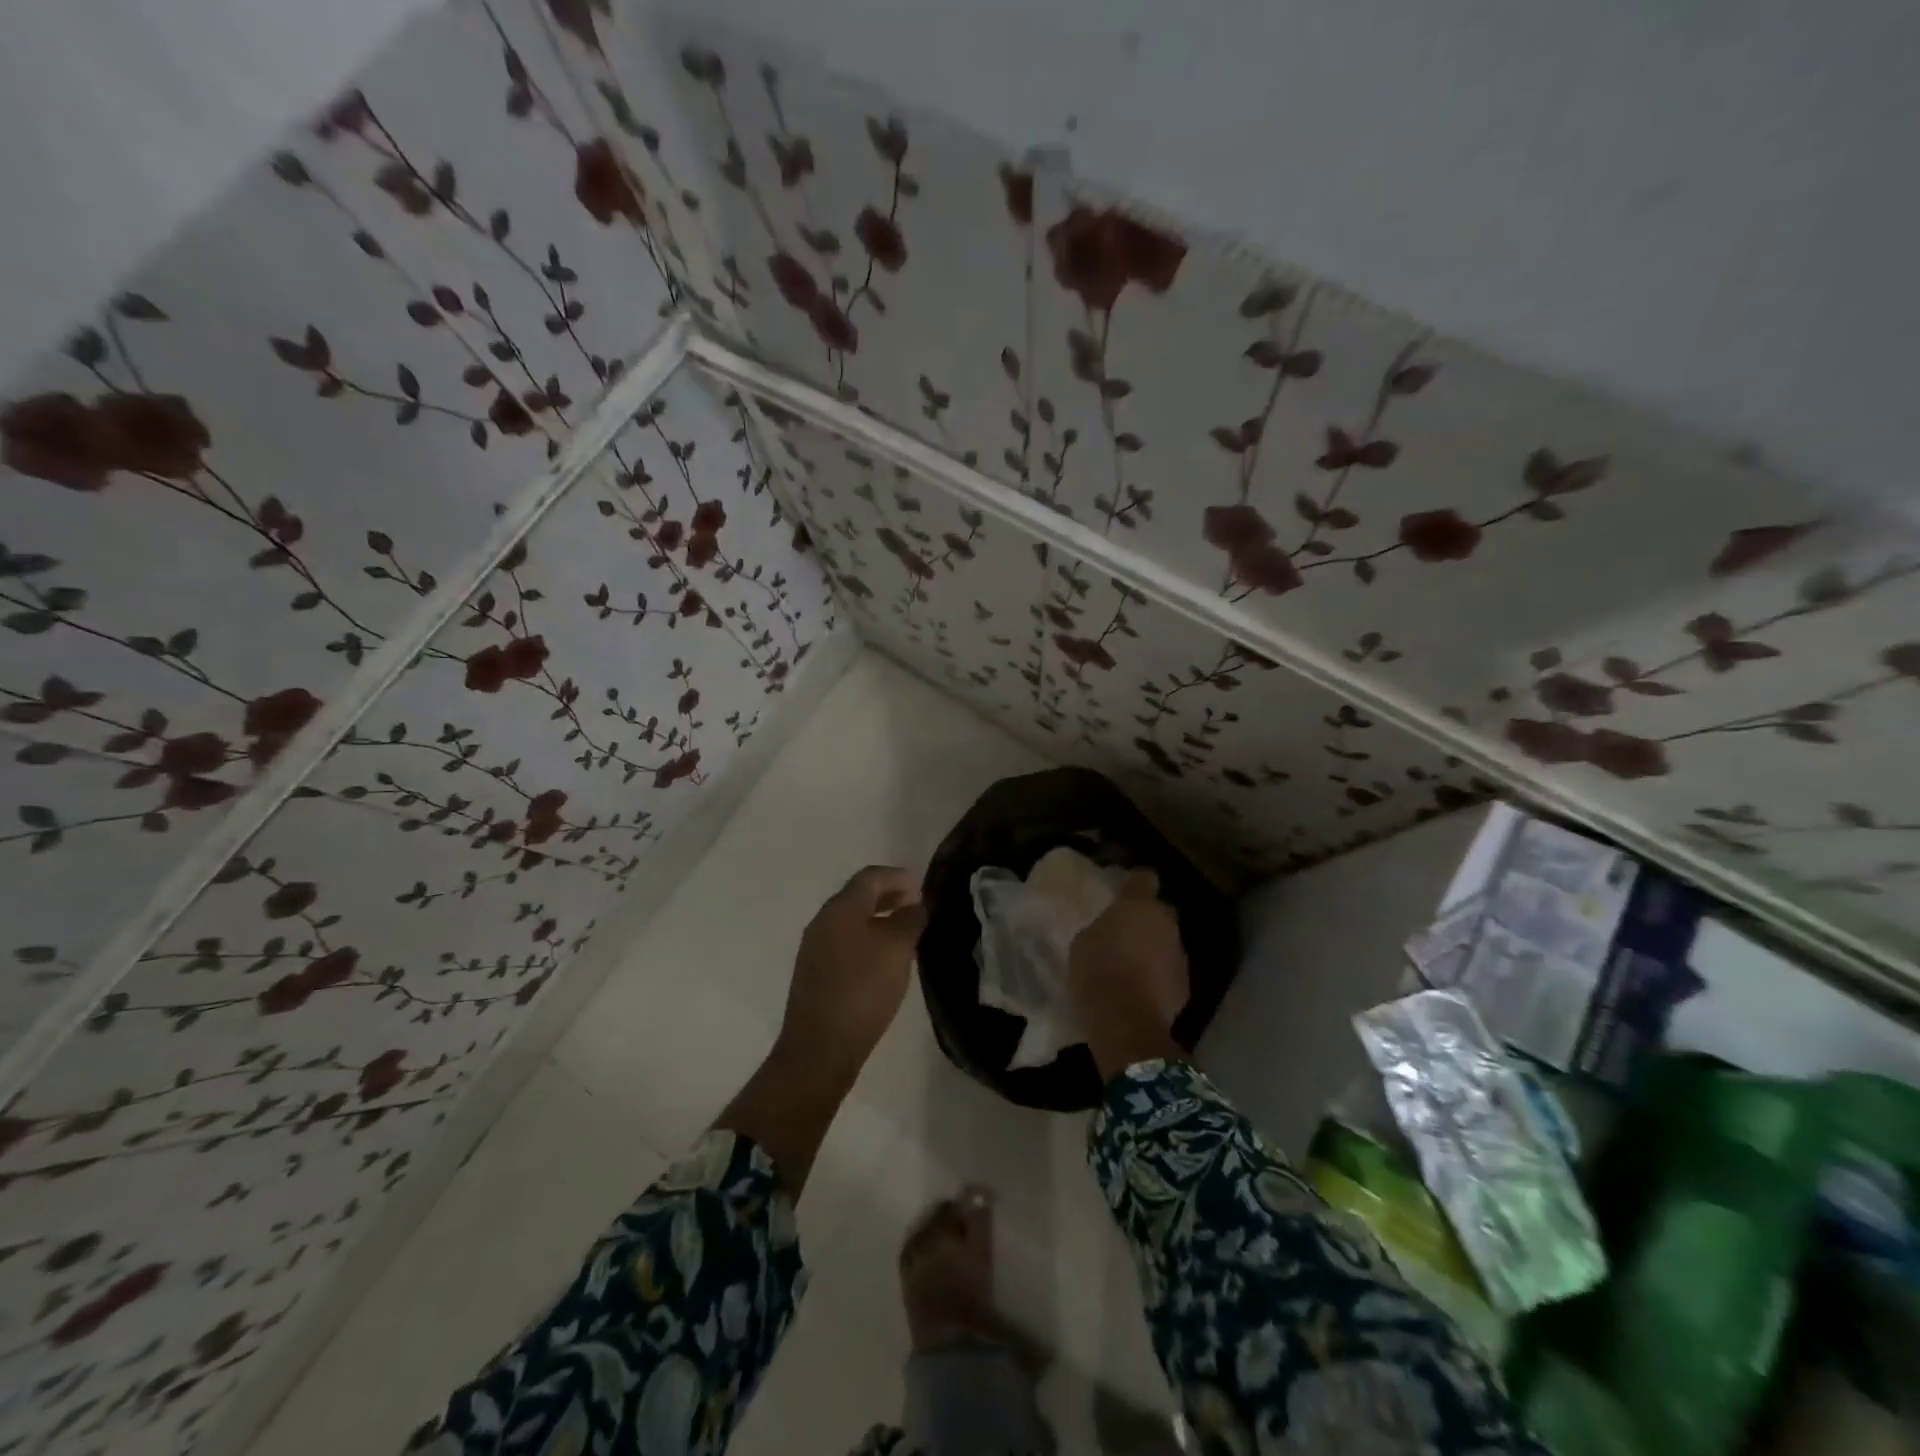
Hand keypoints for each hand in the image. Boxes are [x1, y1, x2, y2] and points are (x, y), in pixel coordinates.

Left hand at [719, 866, 925, 1199]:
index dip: (898, 876)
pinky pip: (845, 941)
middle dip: (888, 895)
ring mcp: (815, 948)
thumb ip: (909, 920)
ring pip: (851, 920)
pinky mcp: (814, 973)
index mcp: (840, 908)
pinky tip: (884, 958)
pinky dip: (867, 938)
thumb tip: (916, 904)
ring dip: (878, 918)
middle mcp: (823, 921)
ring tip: (905, 931)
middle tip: (916, 905)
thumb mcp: (896, 950)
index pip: (870, 877)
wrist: (820, 1048)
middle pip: (858, 895)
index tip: (921, 886)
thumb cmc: (862, 990)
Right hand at [1069, 870, 1189, 1080]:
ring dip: (1154, 949)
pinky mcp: (1185, 984)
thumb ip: (1101, 929)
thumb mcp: (1083, 942)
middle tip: (1125, 933)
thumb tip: (1109, 932)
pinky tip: (1142, 990)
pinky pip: (1170, 971)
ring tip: (1132, 966)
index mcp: (1138, 905)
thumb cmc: (1098, 971)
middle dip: (1147, 919)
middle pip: (1159, 911)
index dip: (1135, 882)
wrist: (1126, 1020)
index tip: (1124, 890)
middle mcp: (1165, 922)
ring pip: (1167, 942)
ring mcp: (1179, 953)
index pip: (1144, 877)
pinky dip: (1159, 976)